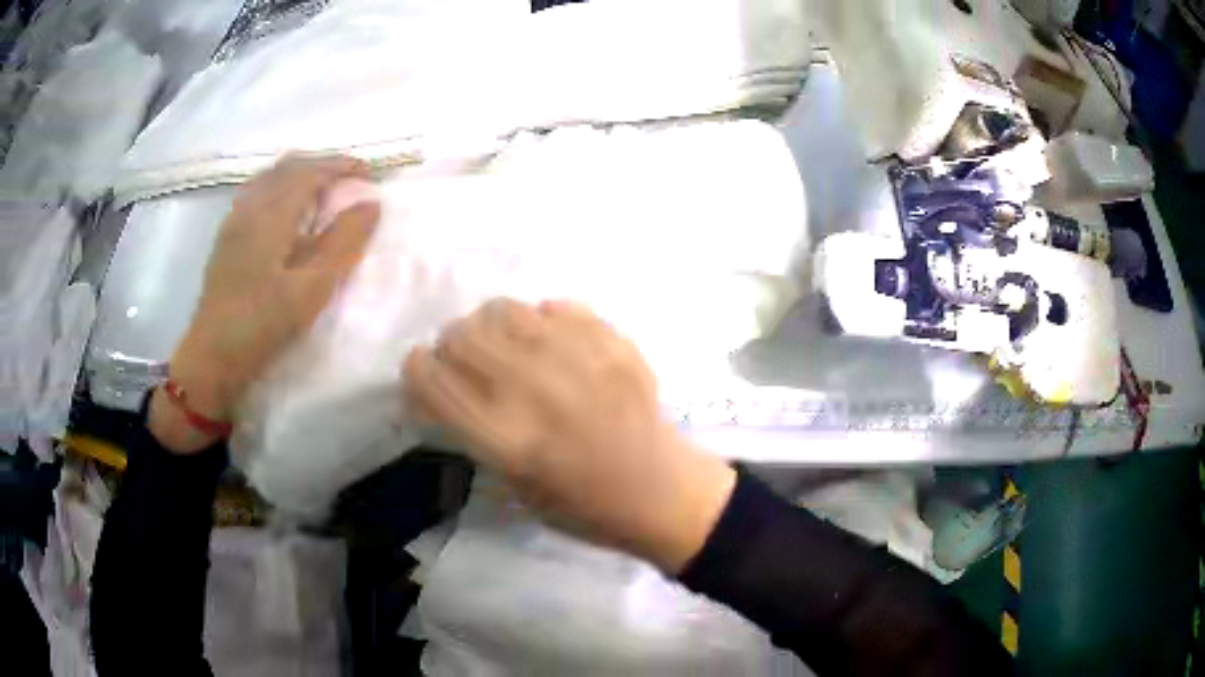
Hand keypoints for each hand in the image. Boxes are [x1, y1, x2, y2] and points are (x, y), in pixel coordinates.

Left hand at [151, 155, 379, 453]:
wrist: (212, 358)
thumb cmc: (263, 325)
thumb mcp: (311, 289)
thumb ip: (343, 243)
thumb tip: (371, 203)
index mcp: (271, 215)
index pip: (311, 171)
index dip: (342, 165)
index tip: (369, 171)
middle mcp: (250, 207)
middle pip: (288, 166)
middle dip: (322, 164)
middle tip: (349, 177)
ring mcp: (234, 221)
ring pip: (270, 177)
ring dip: (299, 172)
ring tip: (321, 187)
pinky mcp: (226, 238)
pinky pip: (256, 193)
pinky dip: (279, 187)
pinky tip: (286, 208)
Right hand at [404, 299, 736, 572]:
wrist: (660, 491)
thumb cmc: (582, 506)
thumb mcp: (512, 485)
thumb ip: (471, 430)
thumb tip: (441, 384)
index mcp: (504, 438)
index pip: (430, 378)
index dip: (416, 371)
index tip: (423, 374)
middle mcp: (533, 390)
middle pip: (461, 335)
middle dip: (451, 347)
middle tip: (467, 362)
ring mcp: (576, 359)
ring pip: (503, 309)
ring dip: (492, 327)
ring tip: (508, 346)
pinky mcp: (611, 342)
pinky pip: (555, 306)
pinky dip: (542, 322)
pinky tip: (553, 344)